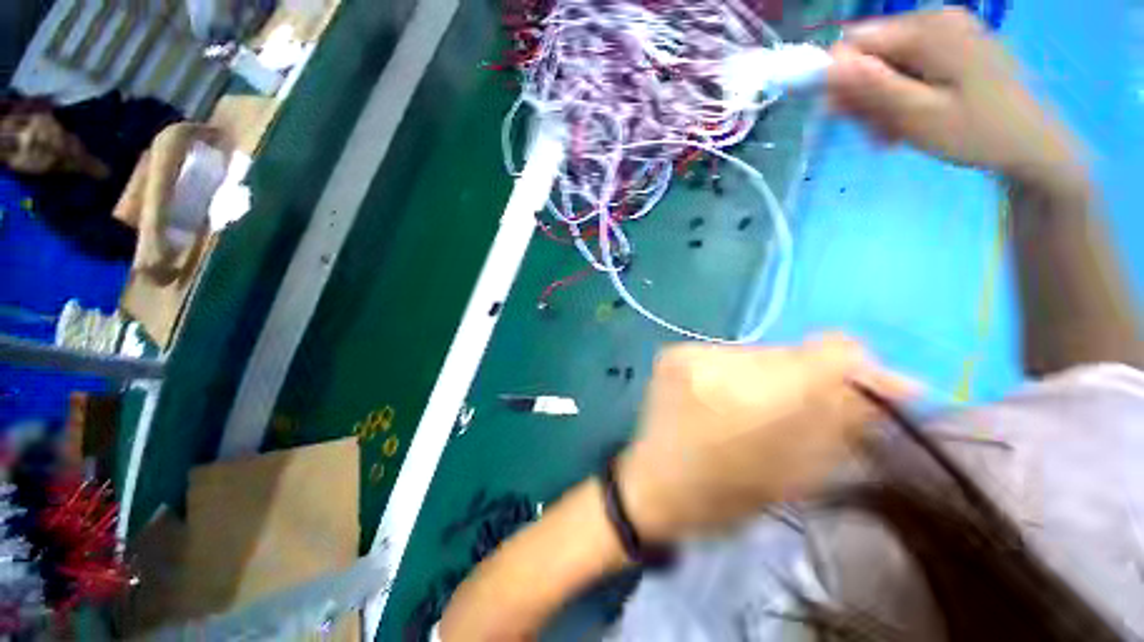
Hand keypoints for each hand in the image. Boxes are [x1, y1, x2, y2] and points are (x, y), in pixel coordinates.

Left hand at [617, 334, 913, 541]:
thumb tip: (899, 384)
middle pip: (791, 353)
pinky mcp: (672, 351)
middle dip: (808, 379)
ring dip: (772, 376)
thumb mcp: (798, 473)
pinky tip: (728, 398)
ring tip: (757, 408)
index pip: (829, 354)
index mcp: (752, 400)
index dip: (857, 369)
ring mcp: (688, 352)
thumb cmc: (723, 496)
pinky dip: (740, 374)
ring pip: (758, 352)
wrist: (651, 485)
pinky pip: (728, 354)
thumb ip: (845, 423)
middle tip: (802, 410)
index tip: (868, 391)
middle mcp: (716, 364)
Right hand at [827, 8, 1080, 185]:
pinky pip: (910, 67)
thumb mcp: (917, 114)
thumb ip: (871, 87)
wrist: (1033, 145)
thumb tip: (828, 65)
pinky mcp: (956, 47)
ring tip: (891, 134)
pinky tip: (907, 120)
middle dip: (863, 95)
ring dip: (880, 101)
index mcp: (927, 29)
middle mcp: (935, 20)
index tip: (842, 117)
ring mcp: (949, 32)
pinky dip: (901, 95)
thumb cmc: (976, 132)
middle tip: (873, 133)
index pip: (854, 42)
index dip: (838, 79)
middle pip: (872, 53)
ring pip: (888, 64)